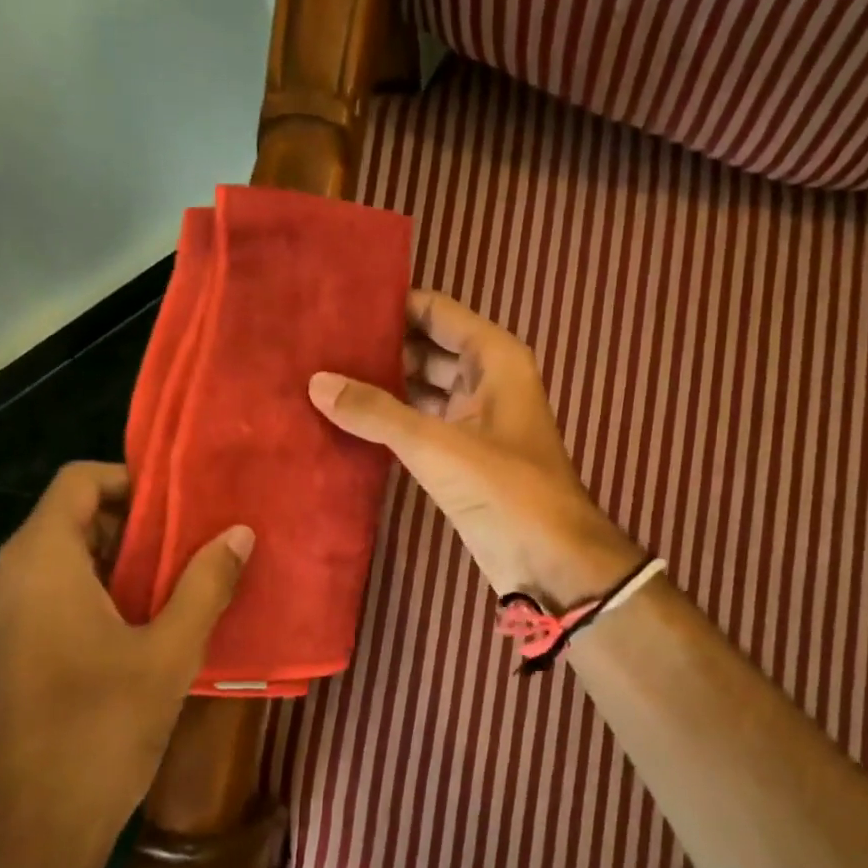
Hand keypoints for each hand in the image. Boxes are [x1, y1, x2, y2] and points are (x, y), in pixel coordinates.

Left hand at [0, 462, 252, 867]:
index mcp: (37, 563)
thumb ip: (206, 583)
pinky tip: (135, 627)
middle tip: (190, 548)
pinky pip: (44, 596)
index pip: (79, 481)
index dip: (132, 480)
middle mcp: (0, 578)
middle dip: (133, 526)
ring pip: (58, 560)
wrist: (28, 837)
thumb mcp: (171, 652)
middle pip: (70, 519)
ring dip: (116, 563)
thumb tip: (240, 532)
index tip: (182, 505)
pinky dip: (89, 593)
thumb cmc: (101, 731)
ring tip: (174, 586)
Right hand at [309, 289, 641, 607]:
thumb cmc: (507, 489)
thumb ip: (377, 413)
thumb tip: (316, 382)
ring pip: (420, 385)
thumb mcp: (438, 446)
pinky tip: (346, 417)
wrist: (551, 562)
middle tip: (318, 343)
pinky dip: (389, 418)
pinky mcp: (460, 454)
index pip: (436, 311)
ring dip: (381, 383)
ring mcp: (473, 417)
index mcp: (494, 358)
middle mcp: (485, 379)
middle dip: (378, 346)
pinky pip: (419, 421)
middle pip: (425, 346)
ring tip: (322, 374)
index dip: (391, 305)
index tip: (337, 305)